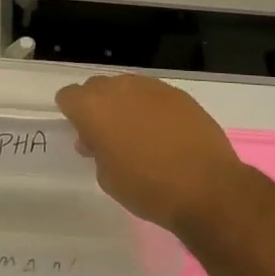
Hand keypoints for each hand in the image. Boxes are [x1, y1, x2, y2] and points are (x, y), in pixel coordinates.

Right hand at [55, 74, 244, 234]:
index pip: (68, 96)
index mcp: (93, 107)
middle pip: (97, 87)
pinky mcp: (179, 94)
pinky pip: (154, 95)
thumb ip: (97, 151)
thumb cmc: (147, 187)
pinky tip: (165, 133)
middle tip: (109, 136)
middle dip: (98, 106)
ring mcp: (151, 87)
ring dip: (125, 105)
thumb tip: (99, 140)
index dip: (73, 115)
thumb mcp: (107, 178)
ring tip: (140, 134)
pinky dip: (152, 108)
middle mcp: (119, 88)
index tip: (85, 135)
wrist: (206, 187)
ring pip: (127, 88)